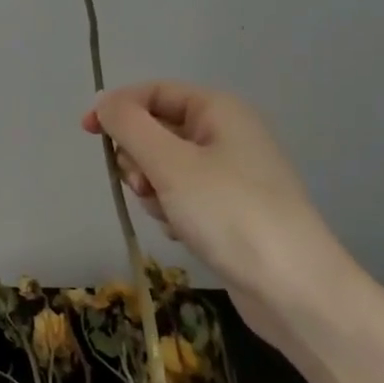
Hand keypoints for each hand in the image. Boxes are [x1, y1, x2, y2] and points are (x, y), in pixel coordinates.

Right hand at [85, 82, 365, 345]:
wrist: (295, 290)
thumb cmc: (230, 214)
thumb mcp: (170, 163)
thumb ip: (129, 125)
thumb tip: (104, 100)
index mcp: (218, 110)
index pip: (152, 92)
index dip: (117, 107)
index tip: (87, 133)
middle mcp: (225, 133)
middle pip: (155, 130)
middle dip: (139, 158)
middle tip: (146, 186)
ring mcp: (229, 173)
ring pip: (163, 167)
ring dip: (153, 190)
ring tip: (171, 215)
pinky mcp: (229, 208)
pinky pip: (181, 196)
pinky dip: (172, 211)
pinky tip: (184, 233)